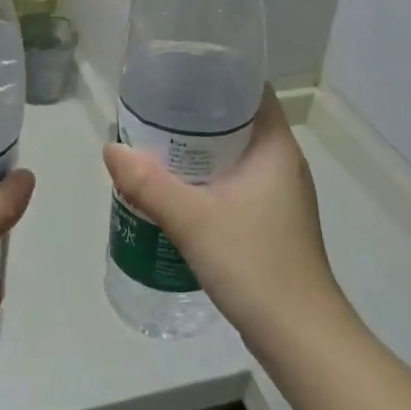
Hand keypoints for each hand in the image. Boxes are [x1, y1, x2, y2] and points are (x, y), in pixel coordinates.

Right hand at [103, 89, 348, 349]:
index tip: (178, 74)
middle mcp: (283, 166)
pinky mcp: (270, 225)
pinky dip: (206, 183)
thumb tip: (111, 149)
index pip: (253, 92)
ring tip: (154, 149)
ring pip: (234, 159)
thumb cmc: (254, 263)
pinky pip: (234, 188)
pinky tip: (175, 195)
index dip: (218, 76)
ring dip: (198, 154)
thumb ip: (148, 184)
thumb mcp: (193, 220)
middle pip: (238, 124)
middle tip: (152, 113)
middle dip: (196, 117)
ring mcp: (279, 198)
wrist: (298, 335)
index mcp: (276, 149)